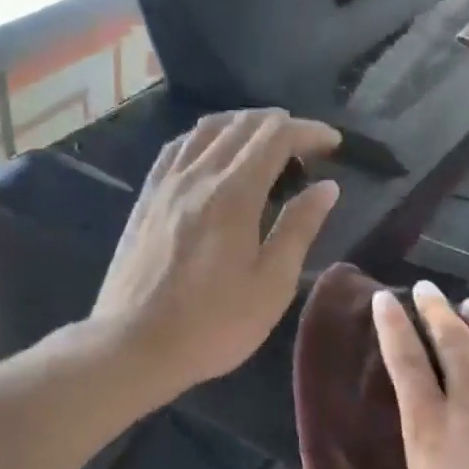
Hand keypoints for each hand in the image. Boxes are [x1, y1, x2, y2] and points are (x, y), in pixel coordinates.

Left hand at [93, 109, 340, 398]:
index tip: (333, 143)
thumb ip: (299, 229)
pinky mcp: (145, 199)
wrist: (134, 344)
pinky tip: (211, 154)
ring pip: (206, 130)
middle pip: (242, 125)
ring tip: (263, 141)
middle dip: (280, 124)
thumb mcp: (271, 285)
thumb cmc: (212, 324)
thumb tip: (326, 188)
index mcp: (234, 194)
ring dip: (241, 125)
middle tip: (305, 145)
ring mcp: (165, 184)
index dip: (309, 131)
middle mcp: (197, 175)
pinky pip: (177, 148)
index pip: (276, 136)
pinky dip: (204, 138)